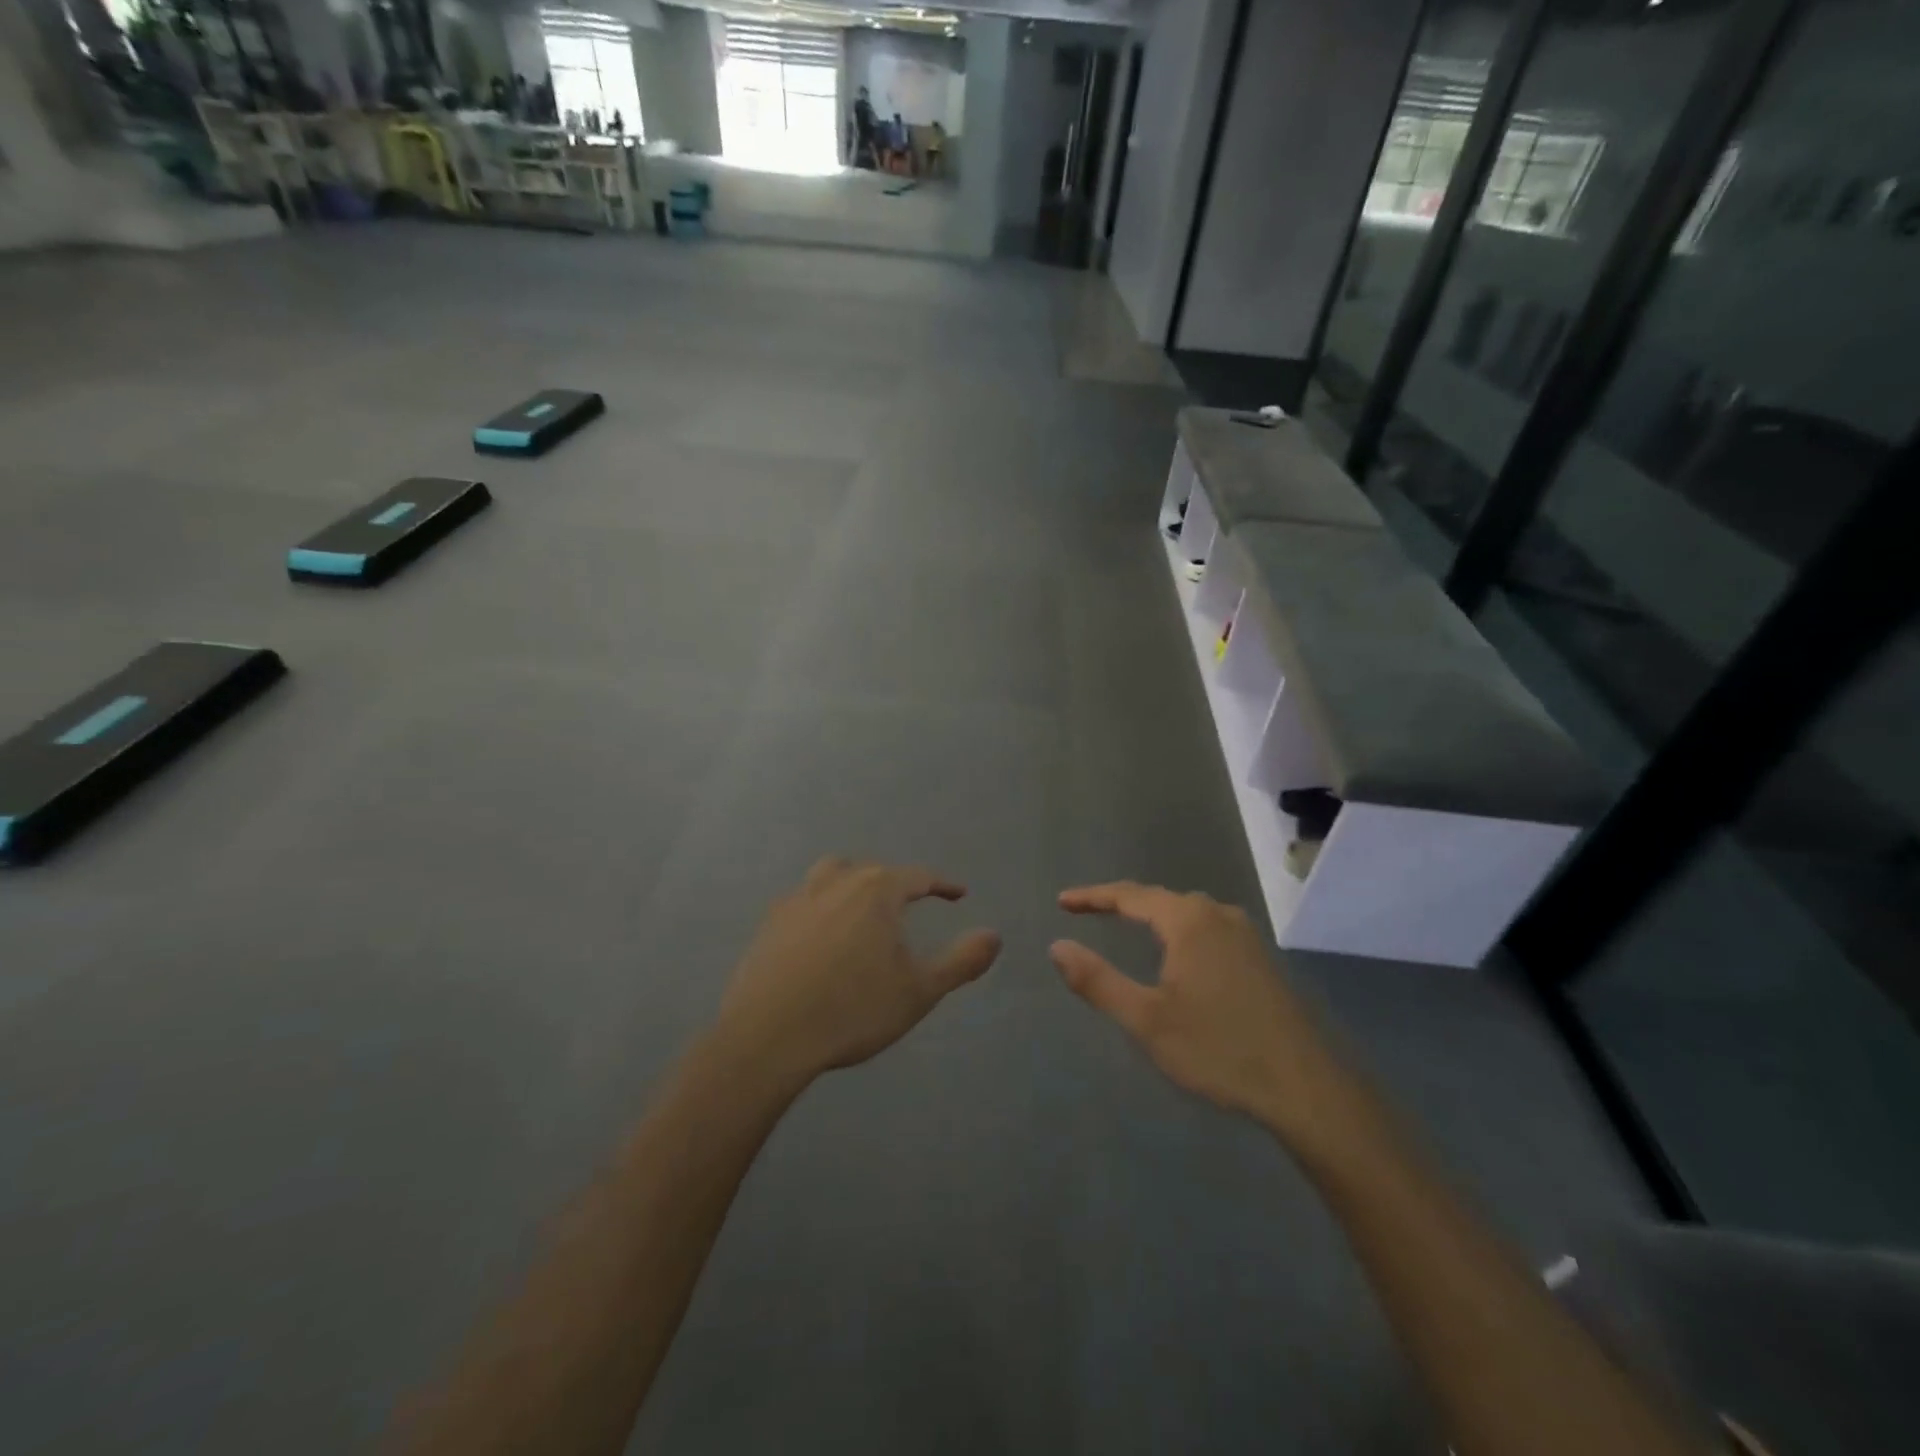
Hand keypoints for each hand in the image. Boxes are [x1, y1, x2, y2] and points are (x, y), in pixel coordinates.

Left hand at [717, 858, 1001, 1083]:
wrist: (768, 1037)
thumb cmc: (853, 1010)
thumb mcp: (920, 990)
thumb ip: (962, 961)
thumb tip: (995, 936)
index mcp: (876, 890)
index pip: (918, 877)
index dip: (943, 885)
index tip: (958, 893)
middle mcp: (836, 882)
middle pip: (872, 870)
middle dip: (896, 883)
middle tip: (910, 904)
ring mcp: (797, 900)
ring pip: (831, 876)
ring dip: (852, 885)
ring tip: (861, 909)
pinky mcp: (769, 923)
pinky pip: (803, 902)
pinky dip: (821, 908)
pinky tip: (820, 936)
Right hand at [1051, 882, 1352, 1142]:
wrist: (1306, 1088)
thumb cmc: (1219, 1050)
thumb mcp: (1146, 1020)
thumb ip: (1098, 981)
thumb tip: (1057, 947)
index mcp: (1189, 921)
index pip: (1130, 896)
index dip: (1093, 897)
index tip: (1062, 902)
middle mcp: (1219, 915)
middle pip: (1159, 898)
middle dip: (1121, 903)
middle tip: (1088, 911)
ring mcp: (1246, 936)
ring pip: (1187, 913)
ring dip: (1152, 915)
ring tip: (1125, 925)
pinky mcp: (1261, 959)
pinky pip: (1207, 929)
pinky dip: (1178, 931)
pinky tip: (1176, 954)